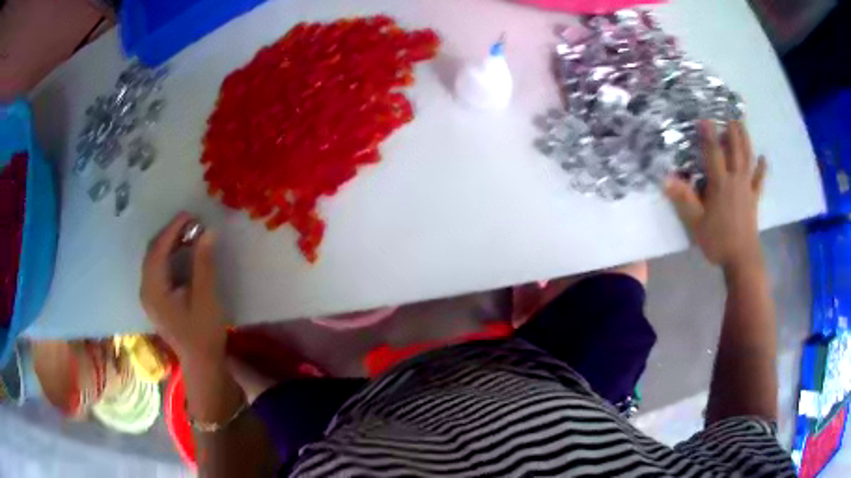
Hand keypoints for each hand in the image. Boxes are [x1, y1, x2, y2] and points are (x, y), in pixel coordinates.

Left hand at [140, 212, 226, 360]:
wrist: (201, 363)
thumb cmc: (203, 334)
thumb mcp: (206, 298)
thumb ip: (204, 264)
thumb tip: (208, 231)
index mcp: (153, 290)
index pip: (158, 250)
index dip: (173, 230)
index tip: (191, 215)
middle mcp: (145, 291)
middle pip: (152, 253)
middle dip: (170, 234)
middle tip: (192, 223)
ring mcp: (149, 297)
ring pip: (154, 261)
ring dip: (169, 244)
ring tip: (189, 234)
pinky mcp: (155, 301)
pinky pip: (157, 270)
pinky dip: (168, 257)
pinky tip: (182, 254)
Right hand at [665, 120, 766, 268]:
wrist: (742, 259)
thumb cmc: (718, 241)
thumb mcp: (696, 222)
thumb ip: (683, 199)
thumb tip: (665, 179)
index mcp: (720, 184)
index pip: (713, 153)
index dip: (708, 135)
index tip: (704, 118)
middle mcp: (735, 180)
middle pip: (735, 150)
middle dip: (731, 131)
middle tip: (729, 115)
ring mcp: (747, 188)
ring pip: (747, 159)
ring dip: (745, 140)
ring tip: (742, 125)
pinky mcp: (754, 199)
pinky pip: (759, 180)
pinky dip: (761, 168)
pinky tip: (763, 158)